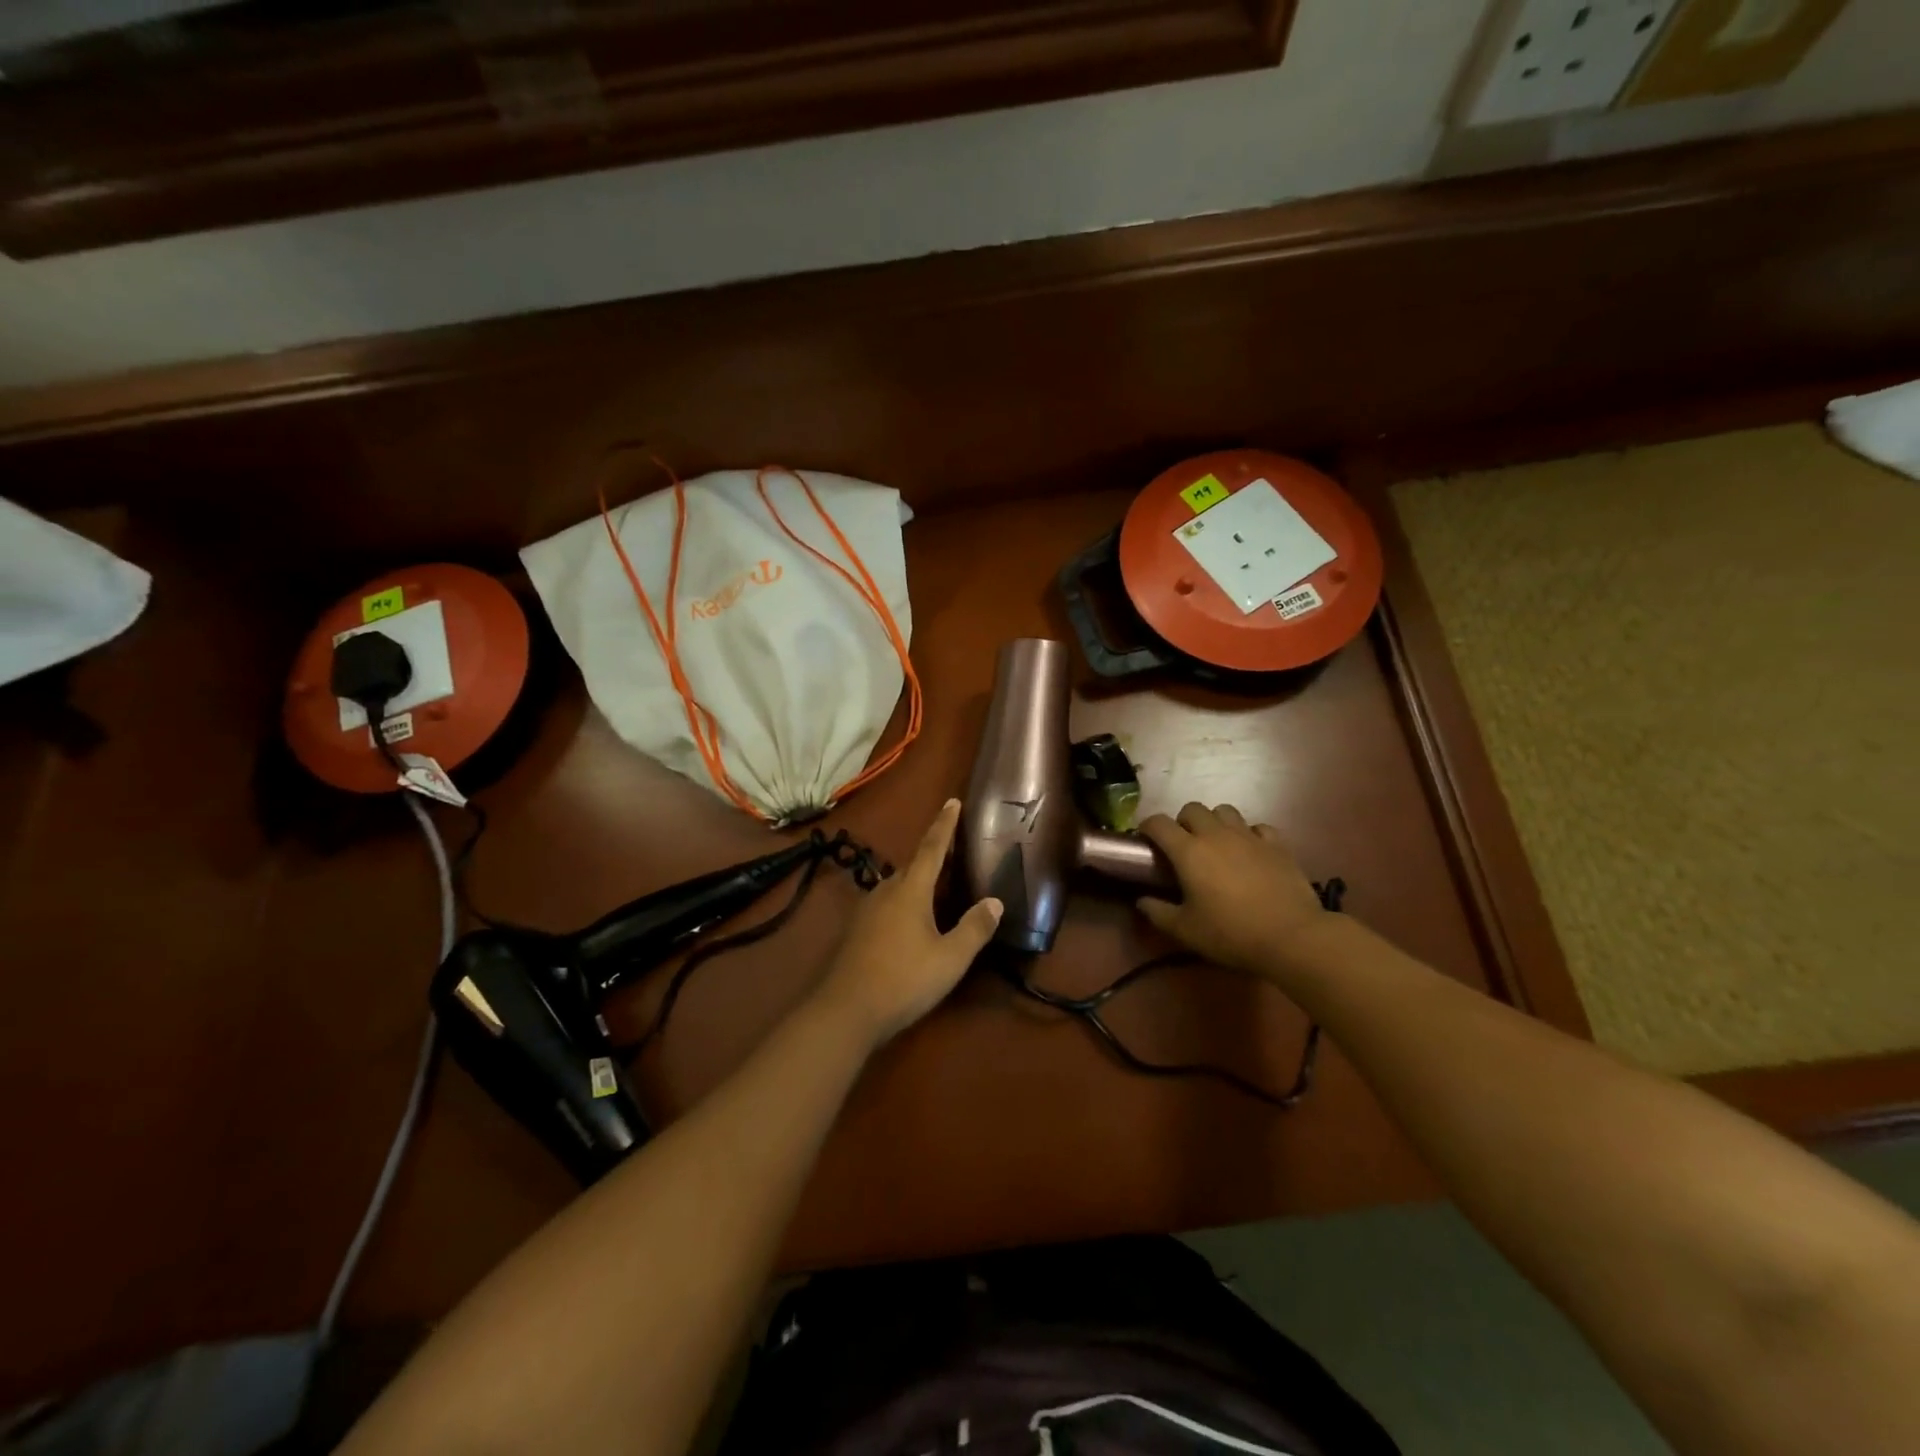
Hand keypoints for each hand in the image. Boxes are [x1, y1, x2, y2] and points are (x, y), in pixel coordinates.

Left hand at [813, 799, 1001, 1047]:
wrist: (845, 1011)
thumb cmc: (904, 980)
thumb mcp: (950, 958)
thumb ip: (974, 928)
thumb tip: (995, 901)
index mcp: (911, 890)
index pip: (932, 848)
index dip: (944, 824)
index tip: (952, 801)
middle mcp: (886, 891)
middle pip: (913, 866)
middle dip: (932, 855)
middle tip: (952, 849)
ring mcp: (867, 911)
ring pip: (897, 886)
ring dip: (917, 881)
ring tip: (935, 886)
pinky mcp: (856, 931)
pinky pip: (886, 904)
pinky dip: (903, 902)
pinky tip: (910, 920)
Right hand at [1136, 803, 1333, 979]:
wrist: (1291, 936)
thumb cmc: (1231, 933)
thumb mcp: (1185, 930)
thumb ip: (1157, 912)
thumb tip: (1141, 900)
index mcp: (1189, 851)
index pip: (1158, 823)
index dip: (1147, 827)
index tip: (1145, 841)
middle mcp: (1216, 835)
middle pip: (1192, 809)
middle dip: (1182, 822)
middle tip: (1183, 846)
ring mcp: (1249, 836)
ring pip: (1225, 811)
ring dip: (1215, 822)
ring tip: (1216, 844)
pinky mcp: (1277, 844)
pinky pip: (1258, 827)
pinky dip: (1250, 834)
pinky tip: (1250, 852)